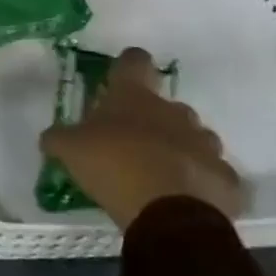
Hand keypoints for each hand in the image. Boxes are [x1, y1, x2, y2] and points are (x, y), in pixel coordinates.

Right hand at [39, 47, 243, 228]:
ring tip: (164, 174)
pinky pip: (214, 175)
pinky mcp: (225, 178)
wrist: (168, 214)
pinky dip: (203, 183)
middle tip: (135, 143)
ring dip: (182, 149)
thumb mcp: (70, 150)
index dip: (127, 66)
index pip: (134, 60)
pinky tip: (188, 199)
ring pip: (196, 137)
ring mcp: (204, 143)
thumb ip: (59, 138)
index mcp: (135, 96)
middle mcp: (174, 111)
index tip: (119, 79)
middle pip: (168, 104)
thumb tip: (49, 136)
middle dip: (155, 120)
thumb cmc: (114, 166)